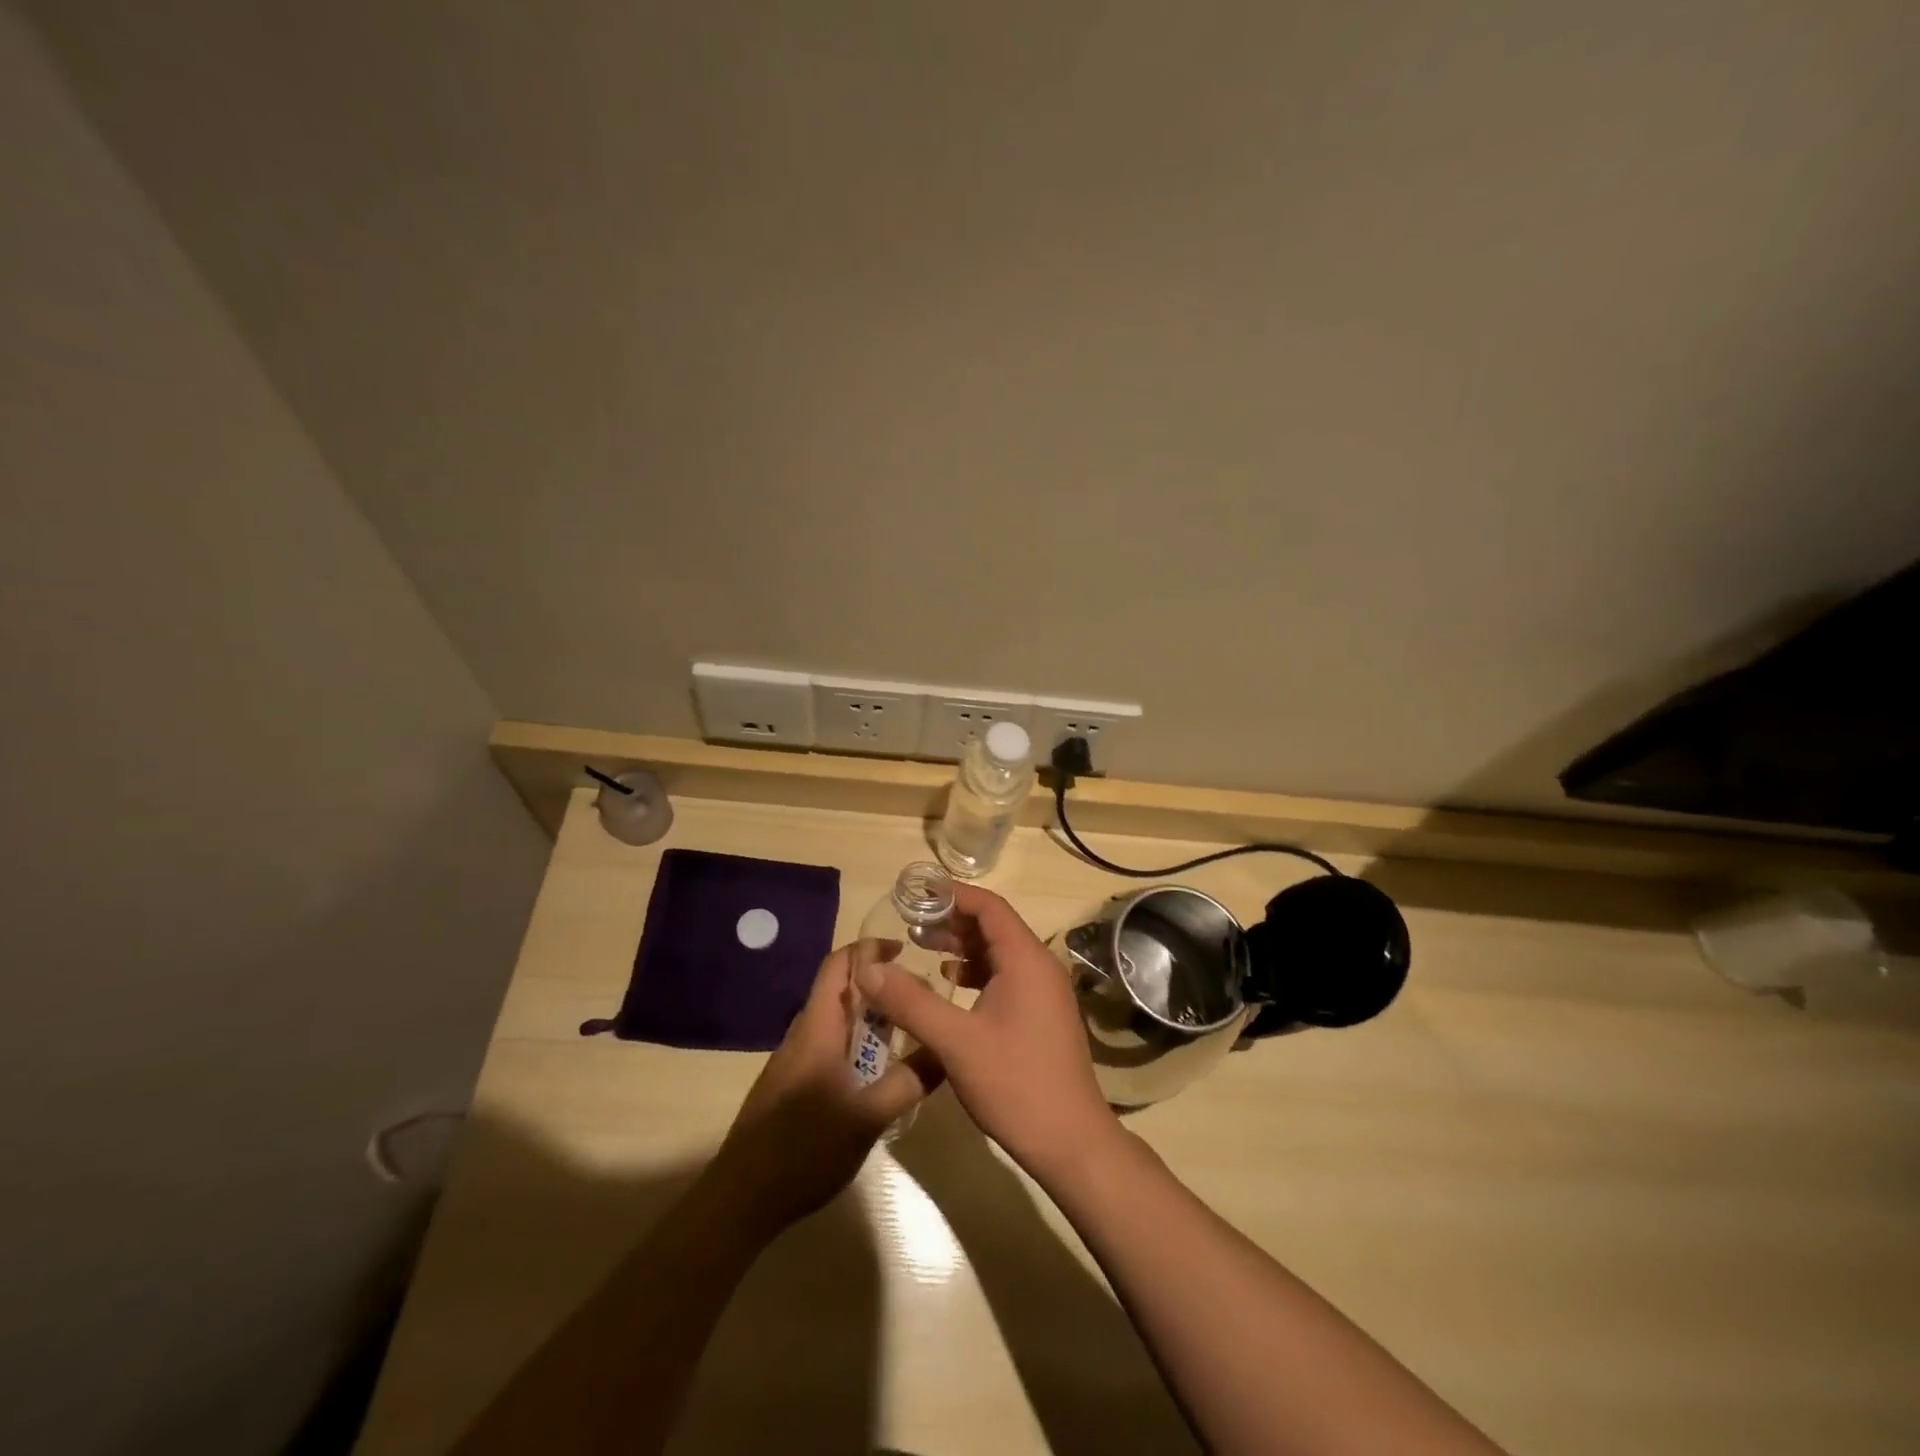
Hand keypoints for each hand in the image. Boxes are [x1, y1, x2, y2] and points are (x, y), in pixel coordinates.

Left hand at [710, 944, 933, 1233]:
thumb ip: (909, 1082)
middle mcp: (803, 1034)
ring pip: (836, 1021)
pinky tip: (877, 1072)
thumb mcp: (868, 1117)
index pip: (839, 965)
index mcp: (817, 1027)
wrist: (741, 1200)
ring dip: (869, 1018)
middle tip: (919, 997)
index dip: (869, 949)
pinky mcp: (792, 1085)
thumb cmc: (804, 1149)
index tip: (904, 950)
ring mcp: (794, 1061)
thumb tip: (946, 1051)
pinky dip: (856, 1044)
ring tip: (907, 1031)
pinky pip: (829, 1047)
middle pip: (840, 990)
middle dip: (879, 986)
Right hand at [852, 883, 1118, 1181]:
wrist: (1071, 1142)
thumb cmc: (1015, 1084)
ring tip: (923, 948)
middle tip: (911, 924)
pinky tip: (951, 986)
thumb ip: (910, 1001)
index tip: (917, 894)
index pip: (989, 907)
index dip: (953, 895)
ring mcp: (1044, 992)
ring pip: (999, 953)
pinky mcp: (1041, 1015)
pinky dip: (976, 974)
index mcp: (1026, 959)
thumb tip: (868, 968)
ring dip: (963, 948)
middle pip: (994, 927)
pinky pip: (1006, 977)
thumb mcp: (956, 1042)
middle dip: (953, 921)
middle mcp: (1040, 966)